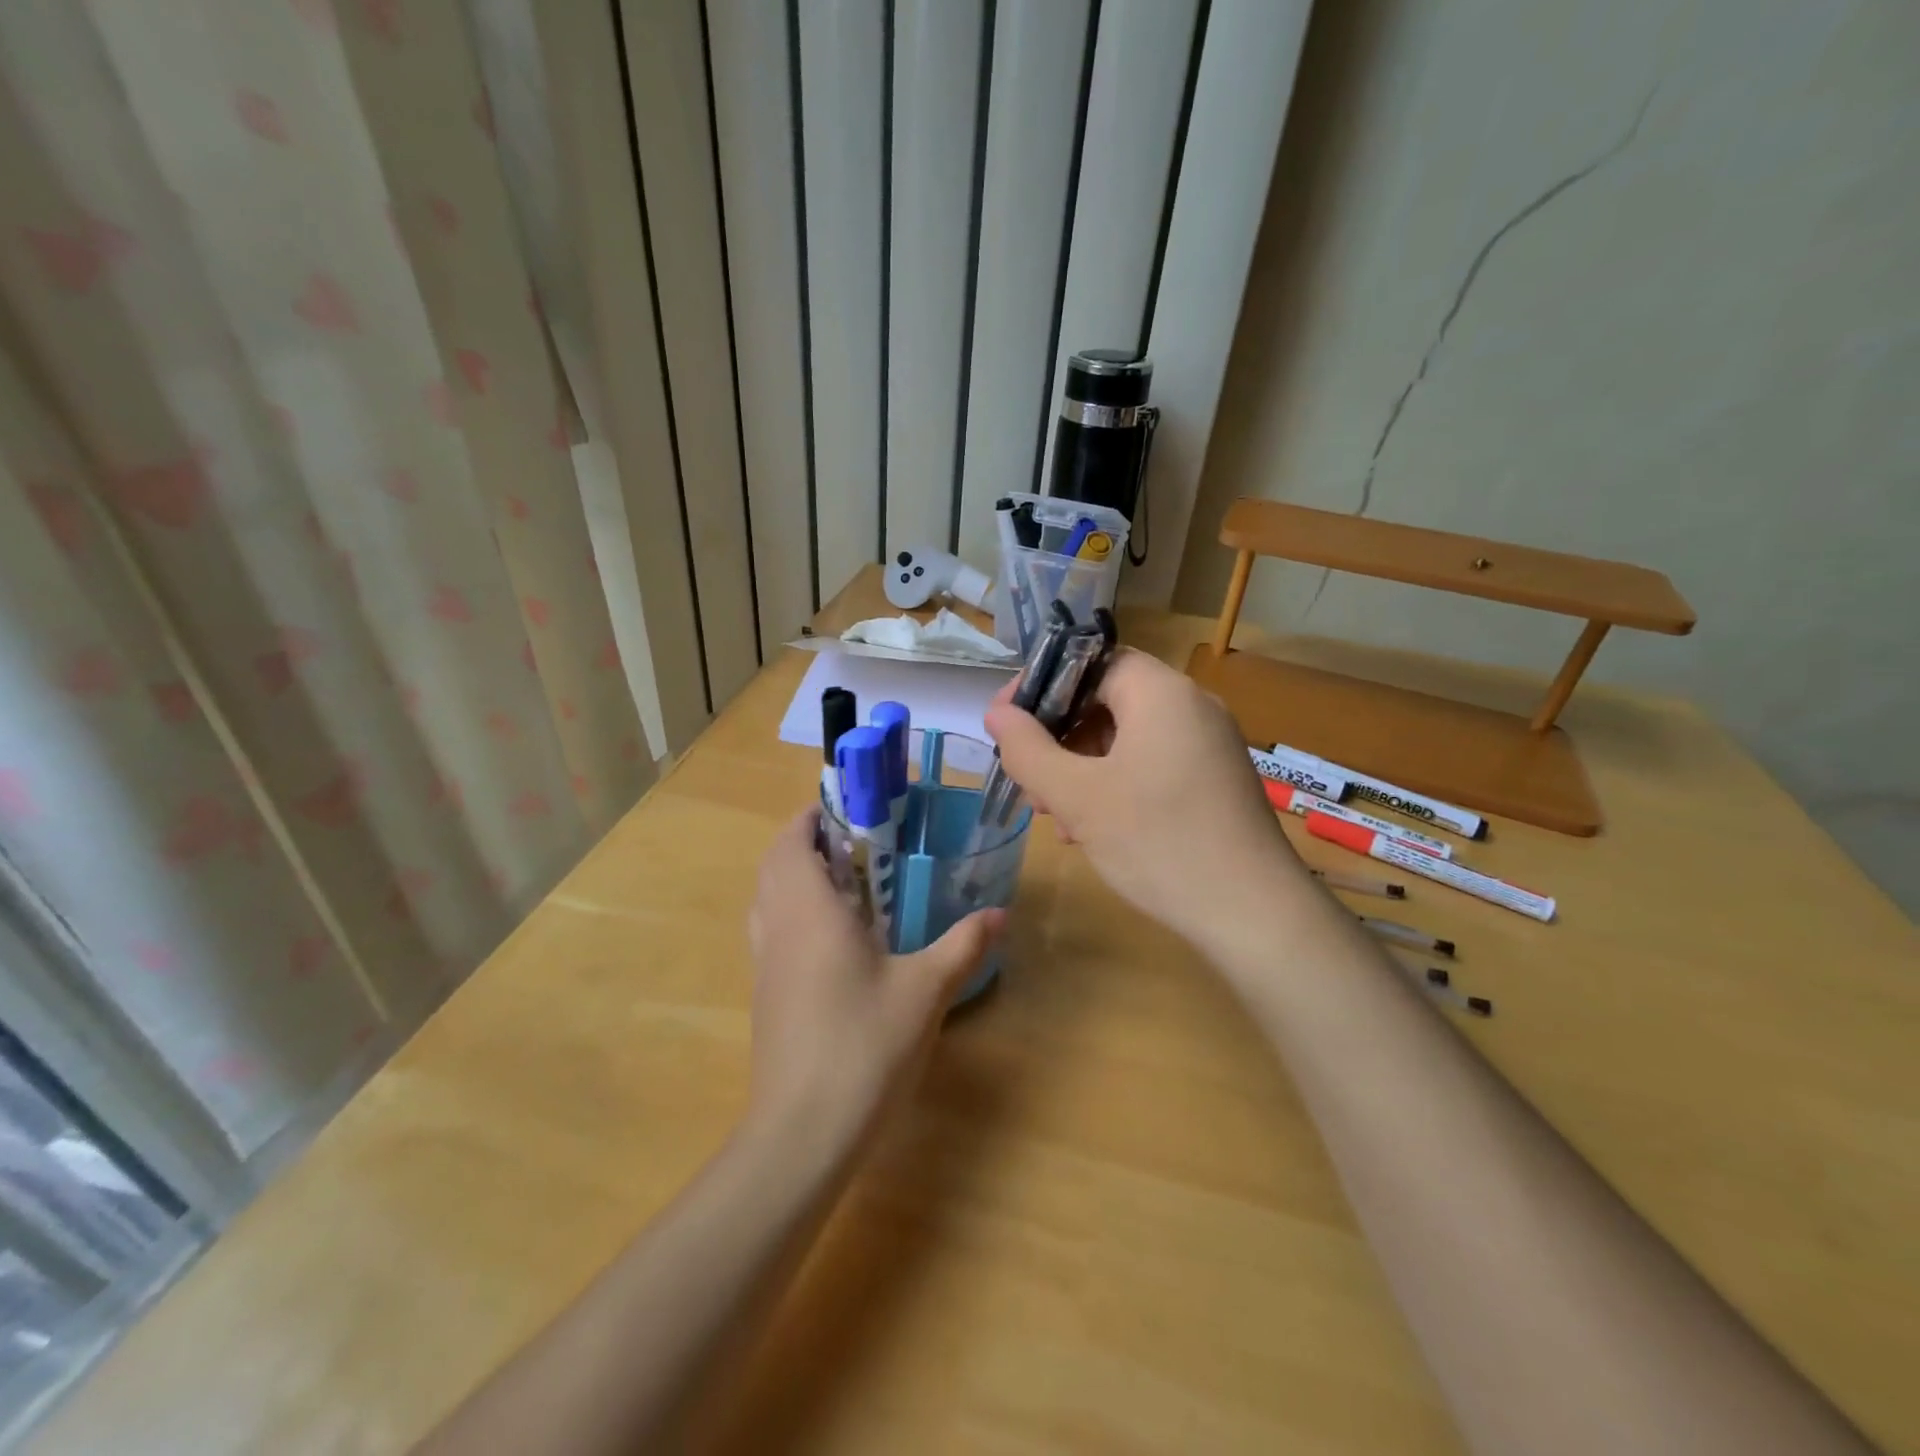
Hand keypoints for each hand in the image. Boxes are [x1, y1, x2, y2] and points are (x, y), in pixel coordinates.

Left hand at [745, 808, 1002, 1147]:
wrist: (802, 1133)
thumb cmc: (864, 1046)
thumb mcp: (925, 991)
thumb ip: (962, 945)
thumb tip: (999, 913)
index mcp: (809, 911)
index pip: (792, 842)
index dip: (810, 816)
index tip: (845, 805)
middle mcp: (777, 928)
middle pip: (774, 864)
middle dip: (804, 840)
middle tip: (854, 838)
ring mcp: (765, 964)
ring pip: (766, 898)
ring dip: (793, 874)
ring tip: (843, 877)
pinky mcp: (765, 995)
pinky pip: (770, 930)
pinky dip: (791, 910)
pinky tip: (833, 936)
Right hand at [983, 649, 1304, 955]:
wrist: (1253, 914)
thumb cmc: (1158, 842)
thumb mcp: (1078, 796)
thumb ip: (1029, 749)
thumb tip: (997, 714)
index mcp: (1161, 693)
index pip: (1091, 662)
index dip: (1042, 686)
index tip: (1007, 723)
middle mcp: (1191, 707)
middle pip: (1107, 701)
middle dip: (1059, 738)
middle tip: (1030, 781)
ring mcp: (1209, 746)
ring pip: (1127, 738)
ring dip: (1082, 768)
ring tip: (1056, 815)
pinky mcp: (1215, 782)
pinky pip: (1152, 765)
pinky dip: (1115, 785)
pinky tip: (1092, 829)